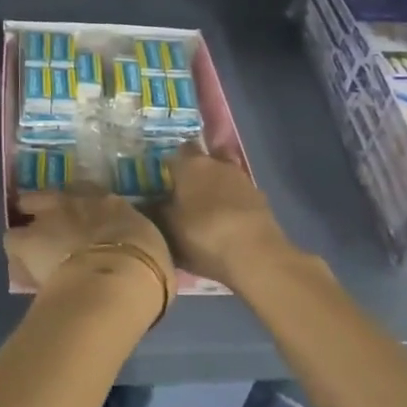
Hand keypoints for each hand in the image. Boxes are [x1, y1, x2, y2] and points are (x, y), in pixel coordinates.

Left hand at [6, 187, 173, 311]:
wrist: (115, 278)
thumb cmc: (146, 267)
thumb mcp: (151, 250)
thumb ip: (136, 246)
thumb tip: (136, 256)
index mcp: (109, 203)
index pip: (89, 194)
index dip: (83, 209)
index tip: (84, 223)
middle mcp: (75, 201)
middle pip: (53, 194)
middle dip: (49, 208)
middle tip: (53, 232)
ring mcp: (47, 216)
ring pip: (27, 207)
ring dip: (31, 226)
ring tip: (33, 250)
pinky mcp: (26, 240)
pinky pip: (13, 241)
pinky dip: (17, 254)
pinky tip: (24, 269)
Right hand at [161, 143, 296, 286]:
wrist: (256, 255)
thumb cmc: (203, 235)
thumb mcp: (168, 228)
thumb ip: (155, 211)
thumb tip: (145, 202)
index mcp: (190, 164)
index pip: (177, 151)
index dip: (171, 165)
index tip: (164, 181)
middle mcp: (217, 164)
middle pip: (203, 162)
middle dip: (195, 175)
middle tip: (184, 196)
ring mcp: (242, 180)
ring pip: (223, 177)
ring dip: (216, 190)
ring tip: (206, 213)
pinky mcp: (261, 200)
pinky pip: (239, 197)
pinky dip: (232, 206)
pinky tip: (227, 225)